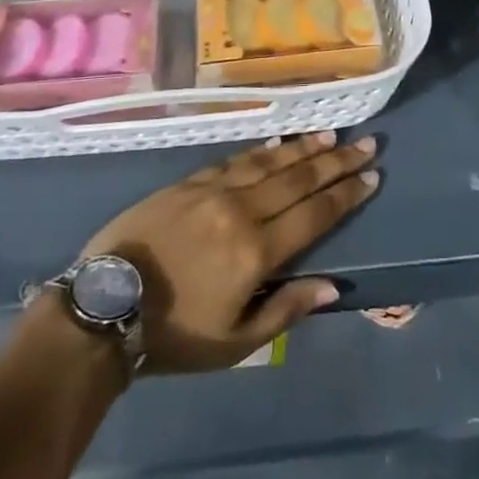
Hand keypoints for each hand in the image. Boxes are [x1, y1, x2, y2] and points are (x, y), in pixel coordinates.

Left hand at [80, 131, 379, 372]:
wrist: (106, 306)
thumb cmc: (174, 334)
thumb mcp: (235, 342)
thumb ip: (286, 309)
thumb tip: (332, 286)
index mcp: (256, 251)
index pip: (314, 214)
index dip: (346, 195)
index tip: (372, 176)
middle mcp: (241, 210)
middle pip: (299, 179)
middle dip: (336, 162)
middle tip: (367, 144)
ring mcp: (213, 190)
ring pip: (269, 162)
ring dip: (304, 148)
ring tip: (331, 136)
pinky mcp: (189, 182)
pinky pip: (235, 160)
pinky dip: (262, 150)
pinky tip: (278, 142)